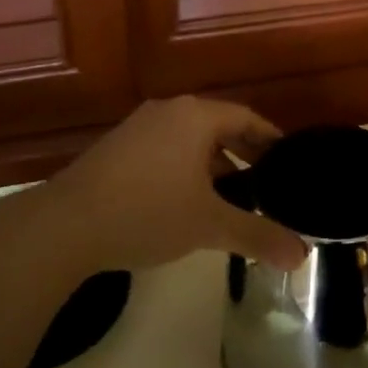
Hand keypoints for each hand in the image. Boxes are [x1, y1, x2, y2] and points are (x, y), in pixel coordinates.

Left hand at [40, 97, 305, 273]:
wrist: (65, 225)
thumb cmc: (147, 212)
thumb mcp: (208, 225)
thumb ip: (257, 235)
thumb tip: (302, 256)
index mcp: (196, 116)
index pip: (246, 117)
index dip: (271, 139)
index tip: (289, 161)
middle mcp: (169, 111)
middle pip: (218, 125)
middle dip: (244, 153)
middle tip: (268, 182)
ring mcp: (139, 127)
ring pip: (190, 139)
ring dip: (215, 163)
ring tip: (233, 196)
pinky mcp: (117, 147)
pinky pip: (166, 149)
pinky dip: (186, 168)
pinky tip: (187, 201)